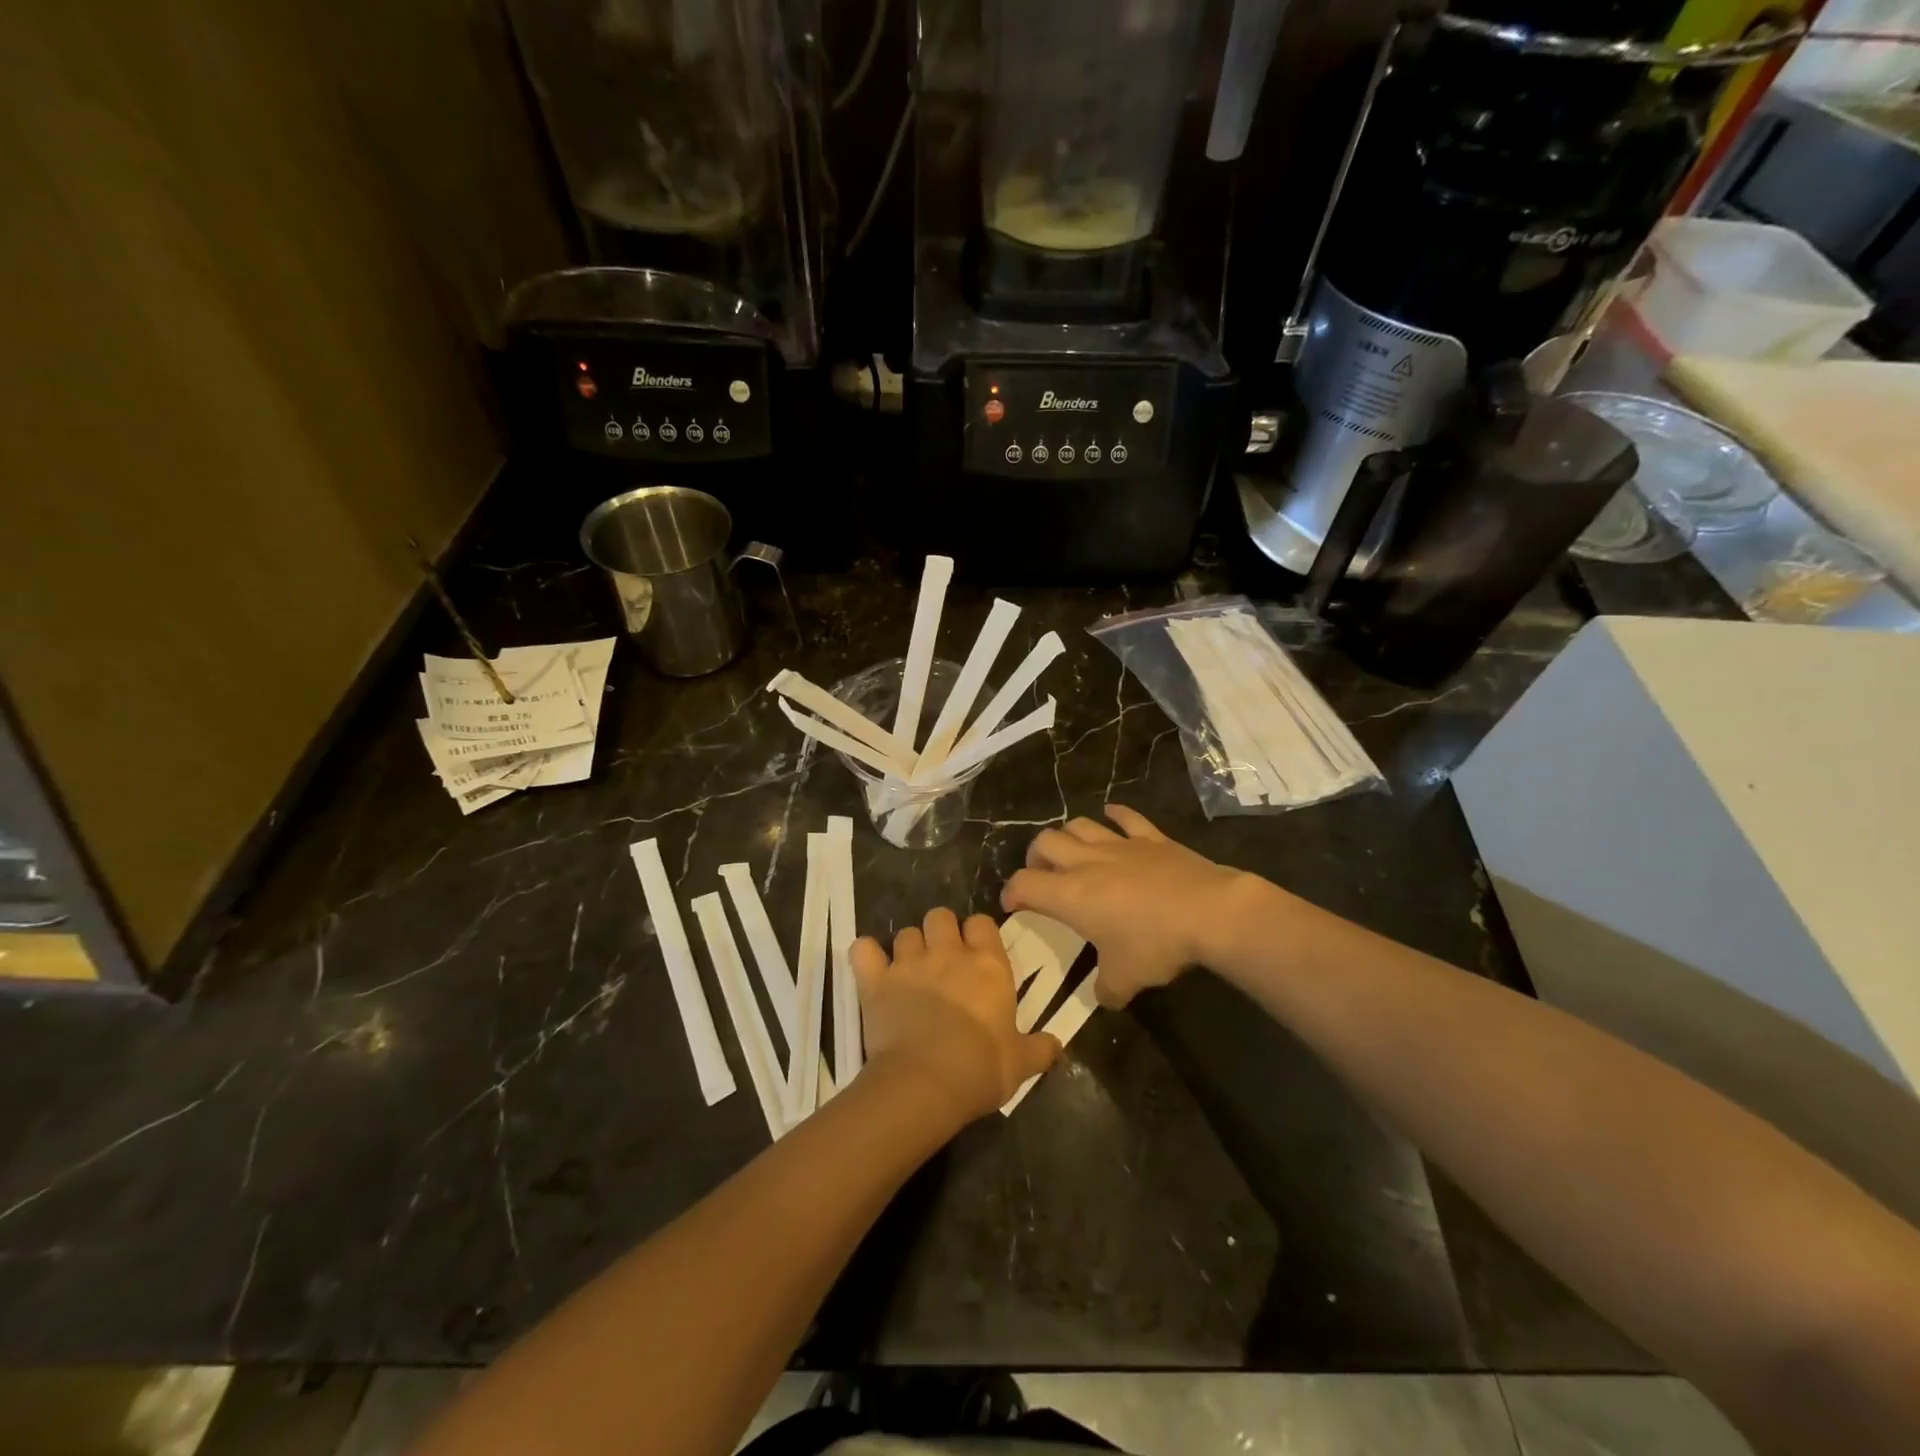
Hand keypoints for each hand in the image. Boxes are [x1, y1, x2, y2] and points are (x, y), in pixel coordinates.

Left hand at [852, 908, 1060, 1126]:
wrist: (925, 1085)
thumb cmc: (980, 1069)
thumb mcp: (1021, 1064)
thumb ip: (1040, 1049)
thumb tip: (1057, 1044)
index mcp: (987, 965)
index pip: (982, 923)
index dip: (978, 934)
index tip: (978, 955)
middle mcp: (948, 953)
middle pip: (940, 916)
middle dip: (940, 932)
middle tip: (942, 960)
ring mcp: (908, 963)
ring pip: (905, 933)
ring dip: (908, 948)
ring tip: (910, 972)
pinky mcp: (876, 981)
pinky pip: (863, 950)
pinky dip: (866, 956)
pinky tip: (871, 969)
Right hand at [1001, 805, 1259, 1007]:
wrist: (1209, 912)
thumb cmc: (1156, 944)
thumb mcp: (1125, 980)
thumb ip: (1107, 990)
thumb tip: (1104, 997)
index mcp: (1070, 895)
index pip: (1024, 884)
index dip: (1011, 893)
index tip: (1012, 905)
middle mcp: (1086, 862)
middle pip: (1044, 842)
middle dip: (1035, 856)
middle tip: (1042, 875)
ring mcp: (1120, 845)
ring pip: (1079, 825)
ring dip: (1068, 835)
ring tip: (1071, 850)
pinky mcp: (1151, 838)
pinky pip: (1126, 817)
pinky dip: (1115, 815)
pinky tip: (1111, 815)